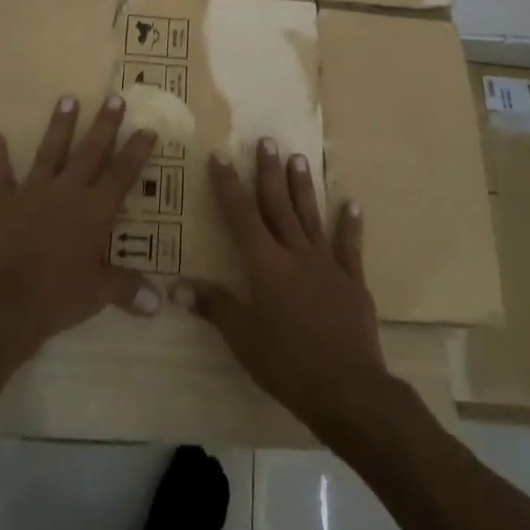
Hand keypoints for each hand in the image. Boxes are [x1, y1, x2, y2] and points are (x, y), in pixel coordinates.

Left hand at [0, 93, 162, 359]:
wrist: (2, 302)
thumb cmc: (57, 297)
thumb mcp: (98, 295)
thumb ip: (127, 290)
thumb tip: (159, 303)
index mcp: (94, 211)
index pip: (122, 174)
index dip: (136, 151)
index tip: (147, 128)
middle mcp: (67, 192)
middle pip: (91, 152)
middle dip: (104, 124)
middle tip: (115, 97)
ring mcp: (32, 192)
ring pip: (50, 151)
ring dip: (59, 125)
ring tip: (67, 98)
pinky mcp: (0, 201)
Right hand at [174, 140, 393, 443]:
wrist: (349, 389)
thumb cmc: (288, 365)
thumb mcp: (243, 339)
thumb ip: (214, 307)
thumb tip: (176, 286)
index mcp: (266, 265)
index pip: (241, 216)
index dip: (228, 185)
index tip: (220, 155)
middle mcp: (296, 254)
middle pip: (279, 206)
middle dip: (269, 172)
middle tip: (267, 140)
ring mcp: (327, 264)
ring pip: (312, 216)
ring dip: (303, 187)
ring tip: (299, 157)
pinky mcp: (353, 280)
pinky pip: (350, 246)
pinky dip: (351, 224)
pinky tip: (352, 203)